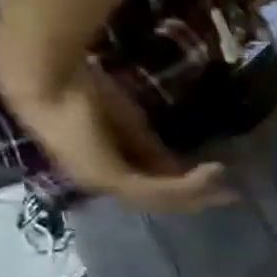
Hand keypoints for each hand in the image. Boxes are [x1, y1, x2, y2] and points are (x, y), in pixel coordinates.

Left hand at [15, 66, 232, 213]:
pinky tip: (212, 172)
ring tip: (225, 183)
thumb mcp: (126, 122)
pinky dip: (189, 184)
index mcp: (101, 169)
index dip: (182, 186)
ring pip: (163, 198)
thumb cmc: (79, 89)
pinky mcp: (113, 178)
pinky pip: (160, 188)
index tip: (211, 181)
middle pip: (159, 200)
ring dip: (197, 192)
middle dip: (195, 198)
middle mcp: (103, 183)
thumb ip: (148, 146)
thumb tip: (177, 165)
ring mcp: (107, 183)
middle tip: (229, 196)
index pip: (148, 186)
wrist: (47, 76)